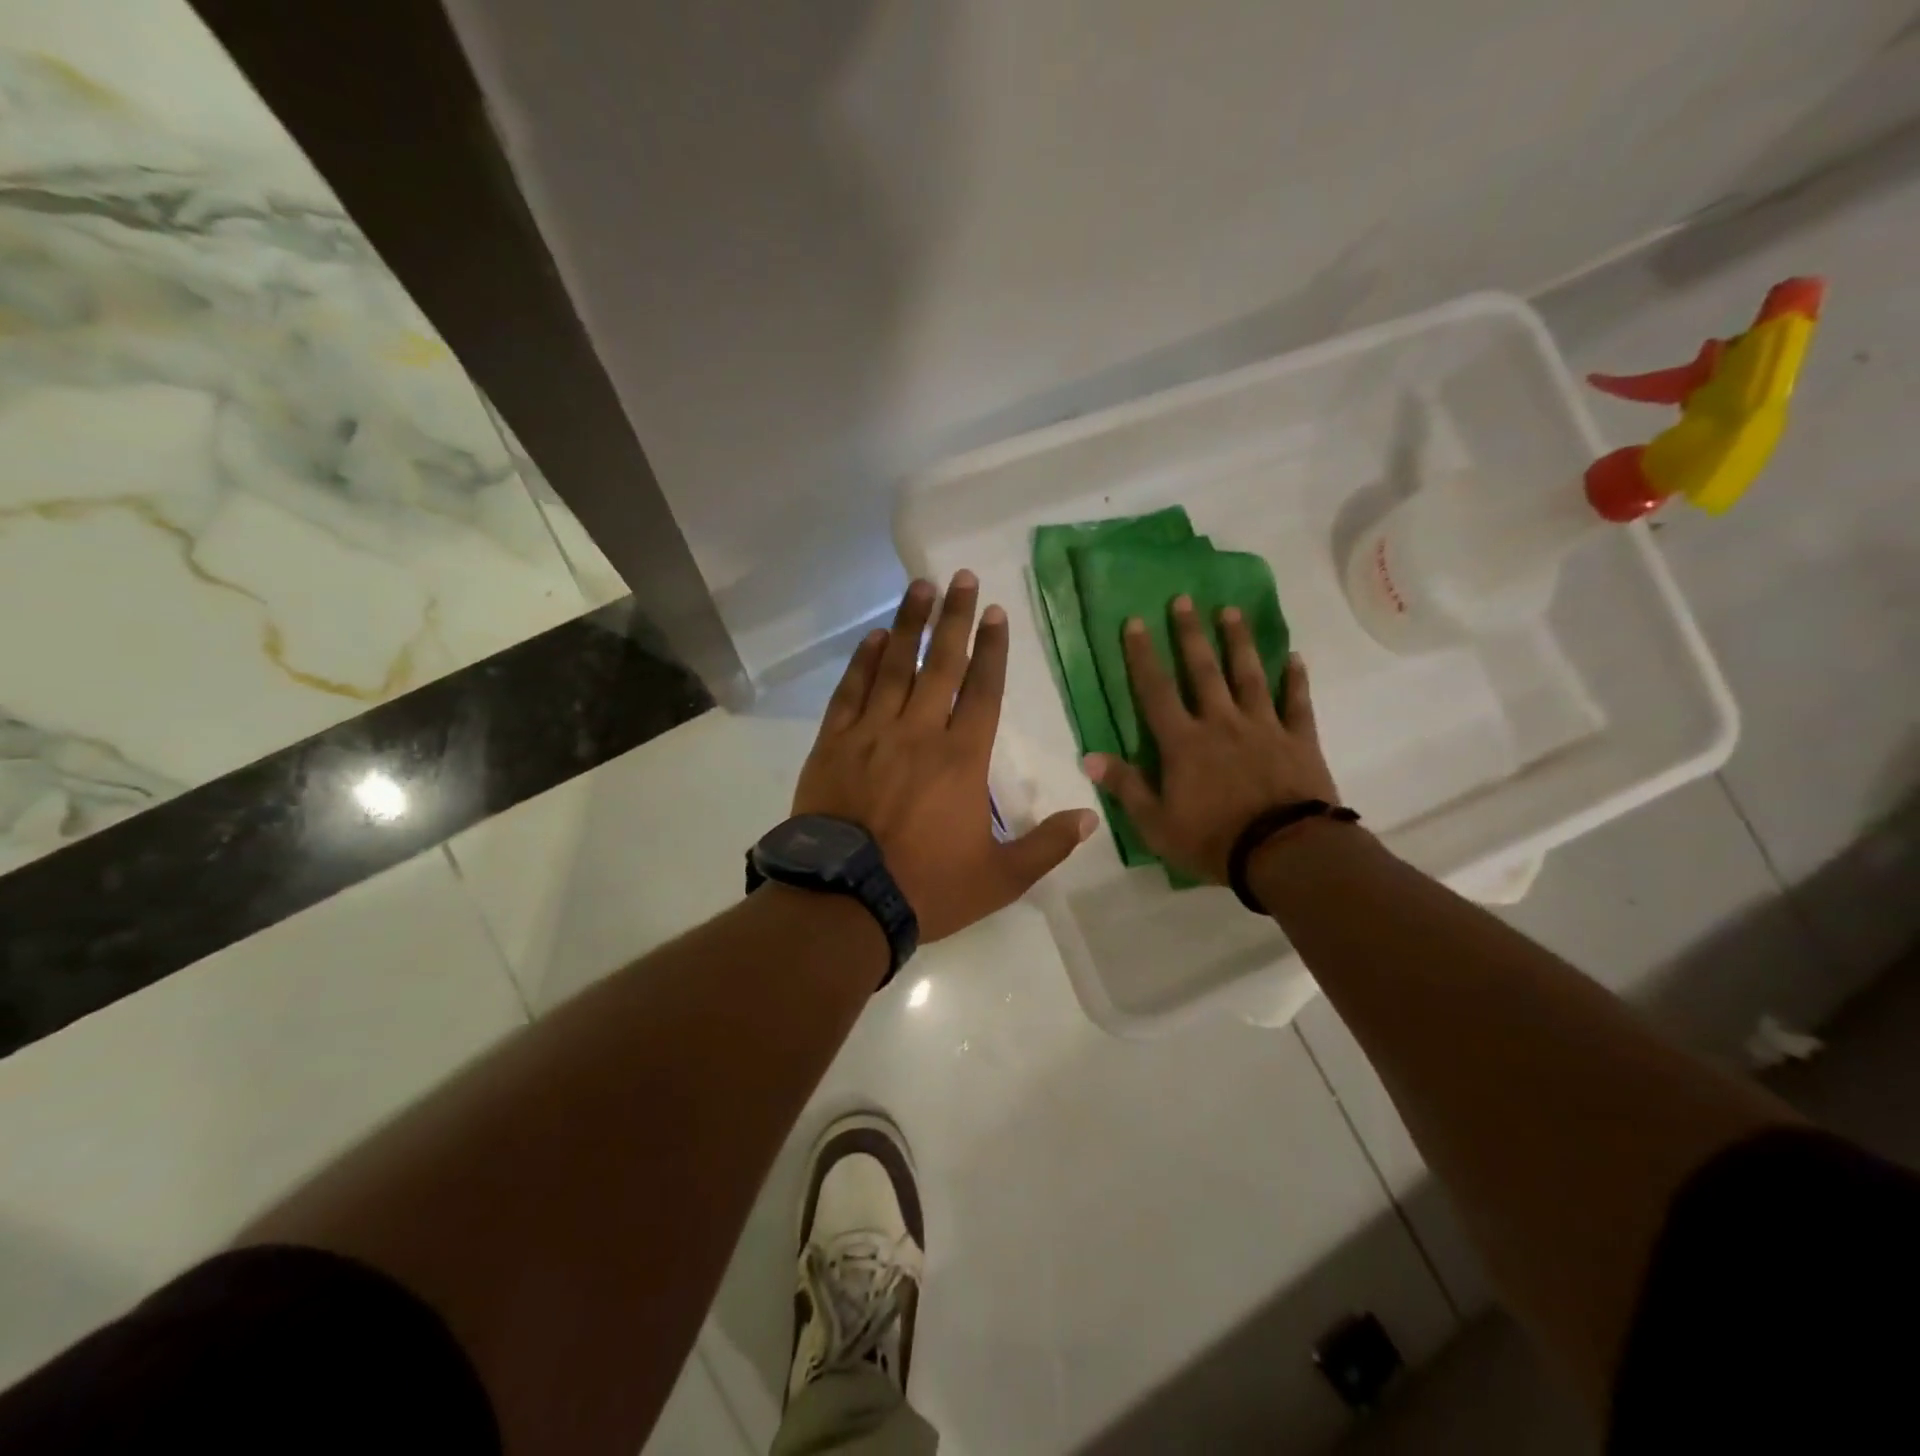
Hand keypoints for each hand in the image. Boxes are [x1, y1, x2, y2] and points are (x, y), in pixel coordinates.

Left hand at [794, 572, 1096, 941]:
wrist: (844, 900)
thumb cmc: (926, 888)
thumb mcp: (999, 878)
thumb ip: (1046, 846)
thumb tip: (1091, 818)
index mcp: (962, 759)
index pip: (983, 690)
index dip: (992, 648)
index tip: (995, 612)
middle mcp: (919, 733)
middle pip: (940, 664)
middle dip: (954, 618)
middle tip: (961, 578)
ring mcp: (872, 734)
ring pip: (895, 667)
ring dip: (909, 624)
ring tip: (920, 587)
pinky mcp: (834, 744)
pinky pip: (851, 692)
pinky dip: (864, 662)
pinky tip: (875, 637)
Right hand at [1084, 596, 1340, 883]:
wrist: (1284, 853)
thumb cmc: (1213, 840)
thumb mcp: (1156, 824)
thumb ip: (1126, 787)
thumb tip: (1089, 757)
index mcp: (1183, 743)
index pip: (1156, 691)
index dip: (1142, 656)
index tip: (1135, 622)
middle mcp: (1221, 723)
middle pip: (1203, 671)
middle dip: (1190, 634)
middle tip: (1184, 599)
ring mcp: (1263, 727)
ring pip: (1248, 675)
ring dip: (1238, 642)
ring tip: (1231, 612)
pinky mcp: (1298, 739)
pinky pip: (1296, 702)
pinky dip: (1295, 679)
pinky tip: (1294, 657)